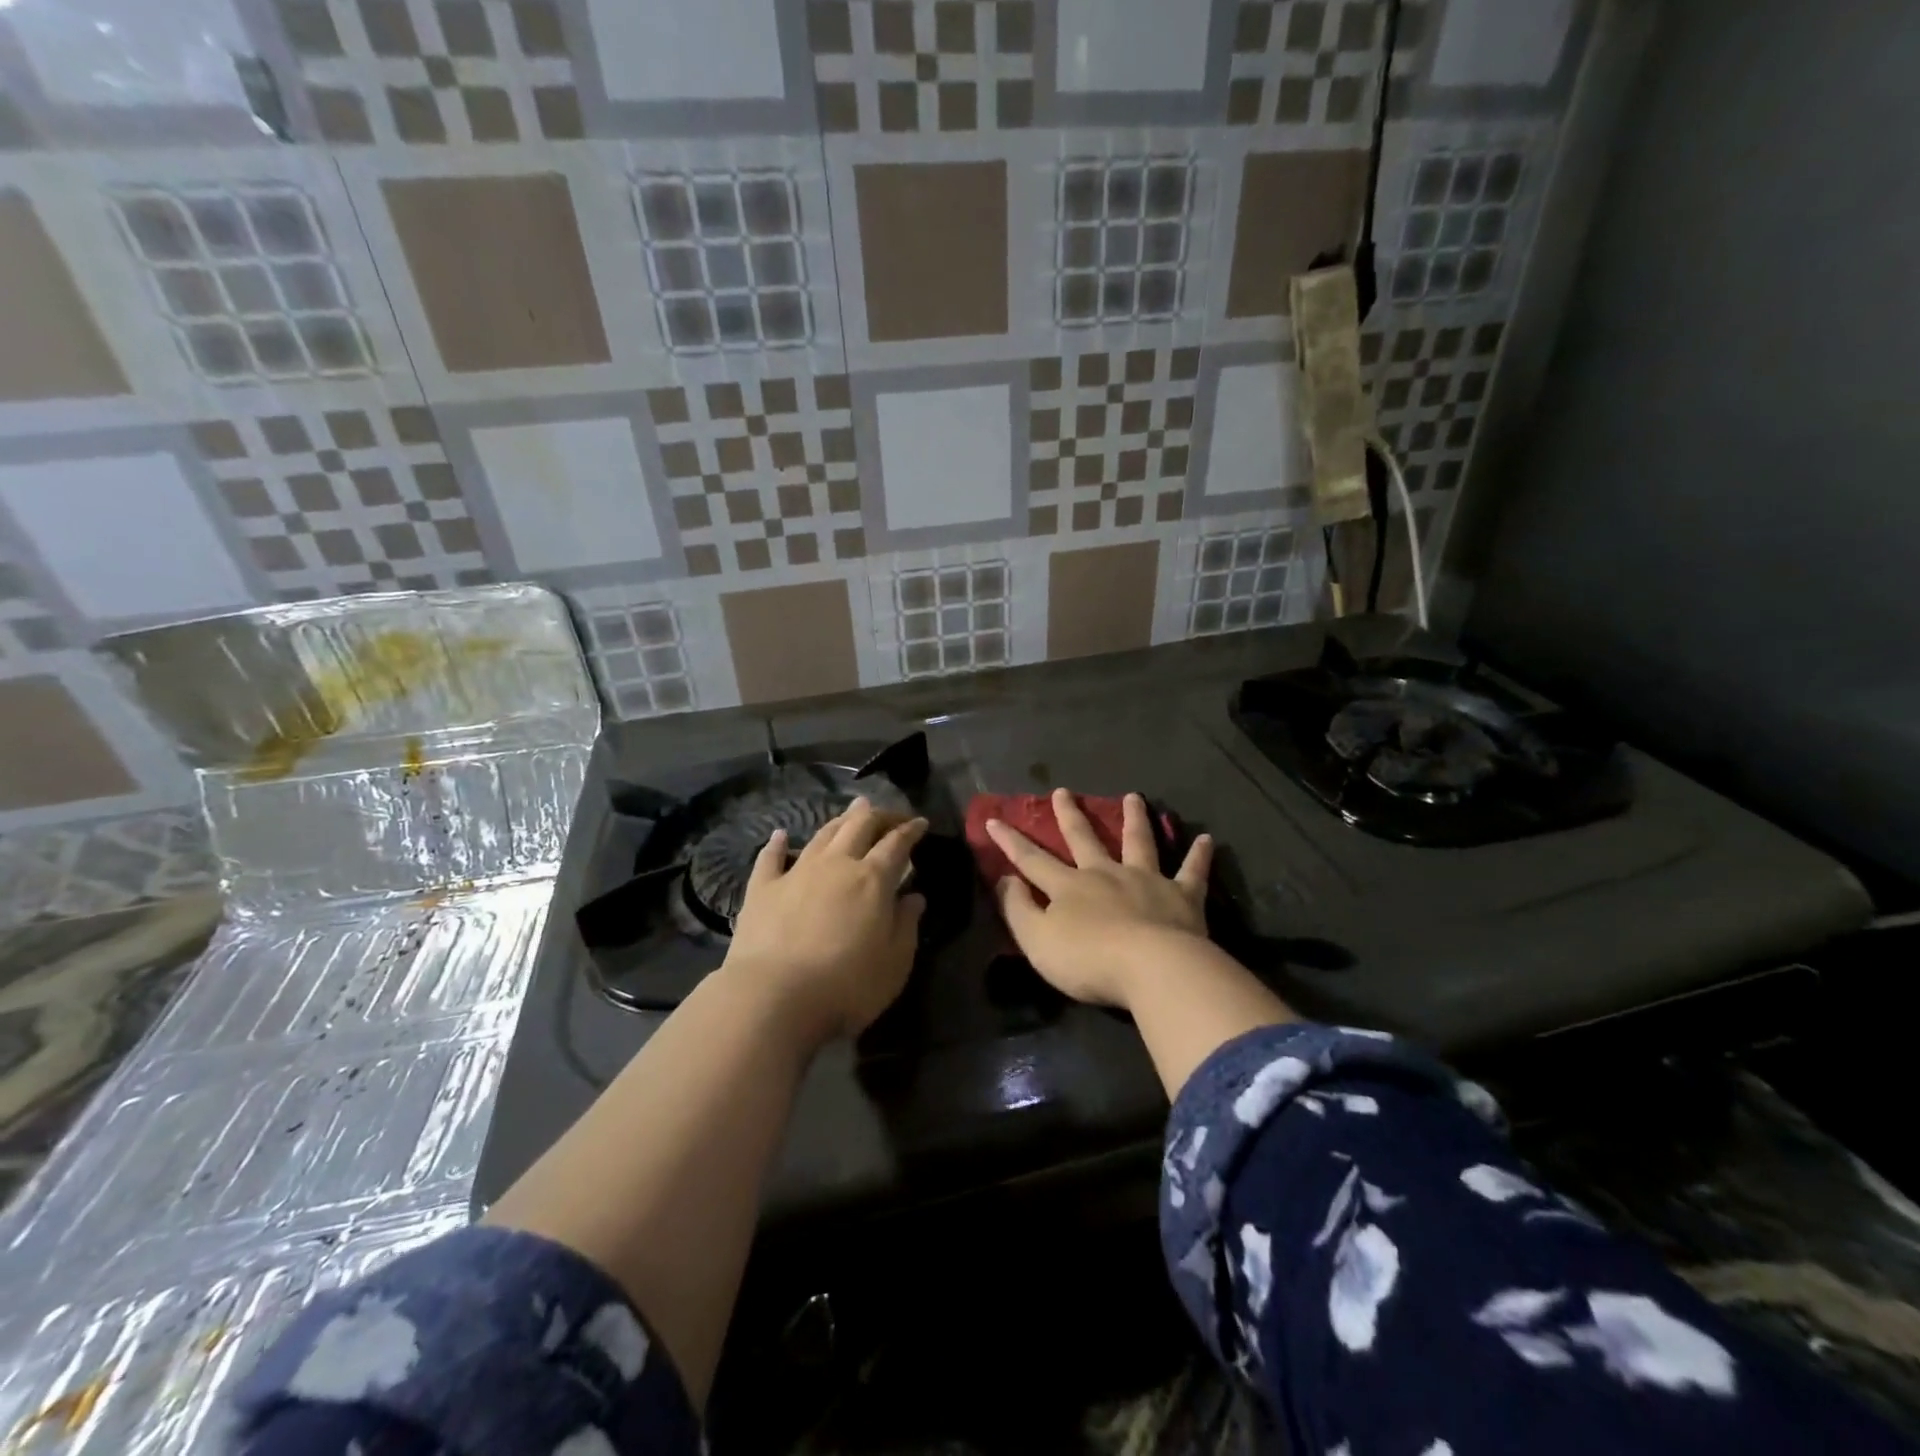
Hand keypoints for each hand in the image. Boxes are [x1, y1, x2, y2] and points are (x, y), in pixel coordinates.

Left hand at [725, 797, 928, 1042]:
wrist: (774, 997)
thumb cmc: (846, 985)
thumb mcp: (894, 963)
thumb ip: (906, 925)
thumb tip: (914, 897)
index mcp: (872, 879)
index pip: (897, 843)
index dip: (910, 830)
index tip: (920, 822)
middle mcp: (836, 865)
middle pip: (859, 826)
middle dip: (878, 815)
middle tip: (889, 814)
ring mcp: (796, 873)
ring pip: (822, 835)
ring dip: (840, 820)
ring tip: (851, 811)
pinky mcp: (762, 889)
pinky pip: (770, 858)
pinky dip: (777, 844)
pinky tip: (780, 835)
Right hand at [986, 789, 1212, 1009]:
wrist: (1151, 968)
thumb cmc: (1088, 960)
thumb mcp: (1037, 941)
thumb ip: (1018, 909)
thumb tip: (1005, 879)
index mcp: (1069, 887)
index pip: (1032, 860)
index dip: (1011, 841)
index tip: (994, 819)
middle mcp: (1105, 874)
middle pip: (1084, 839)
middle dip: (1070, 815)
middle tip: (1064, 791)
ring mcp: (1146, 881)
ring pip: (1138, 842)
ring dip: (1134, 819)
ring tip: (1134, 796)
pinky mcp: (1182, 897)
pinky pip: (1192, 872)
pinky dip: (1199, 855)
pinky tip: (1207, 839)